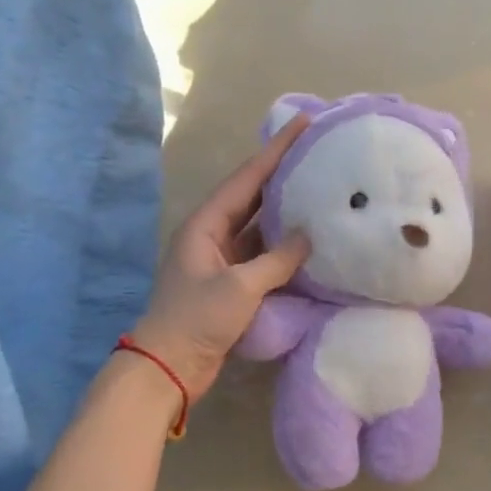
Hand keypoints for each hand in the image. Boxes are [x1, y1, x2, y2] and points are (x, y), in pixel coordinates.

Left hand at [129, 116, 311, 401]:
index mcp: (206, 224)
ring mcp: (222, 260)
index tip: (302, 124)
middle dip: (282, 174)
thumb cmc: (197, 319)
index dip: (275, 150)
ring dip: (285, 211)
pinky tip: (309, 241)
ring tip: (320, 190)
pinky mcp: (232, 284)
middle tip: (316, 153)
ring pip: (259, 226)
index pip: (247, 178)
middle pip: (252, 196)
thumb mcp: (239, 287)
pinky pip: (263, 255)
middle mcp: (213, 234)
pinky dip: (284, 247)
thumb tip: (308, 236)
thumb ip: (277, 260)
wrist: (170, 367)